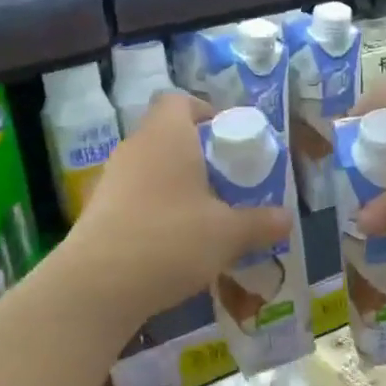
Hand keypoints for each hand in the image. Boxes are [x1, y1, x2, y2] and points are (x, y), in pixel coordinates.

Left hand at [63, 92, 293, 328]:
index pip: (180, 101)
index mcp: (167, 135)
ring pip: (152, 170)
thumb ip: (260, 223)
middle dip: (199, 157)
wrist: (99, 284)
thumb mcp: (228, 234)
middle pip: (167, 136)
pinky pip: (136, 199)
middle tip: (227, 185)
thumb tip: (286, 218)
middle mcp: (135, 148)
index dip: (206, 113)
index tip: (229, 140)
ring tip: (205, 219)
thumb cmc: (172, 240)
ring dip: (177, 187)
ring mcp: (111, 180)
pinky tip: (175, 245)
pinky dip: (157, 212)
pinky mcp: (99, 212)